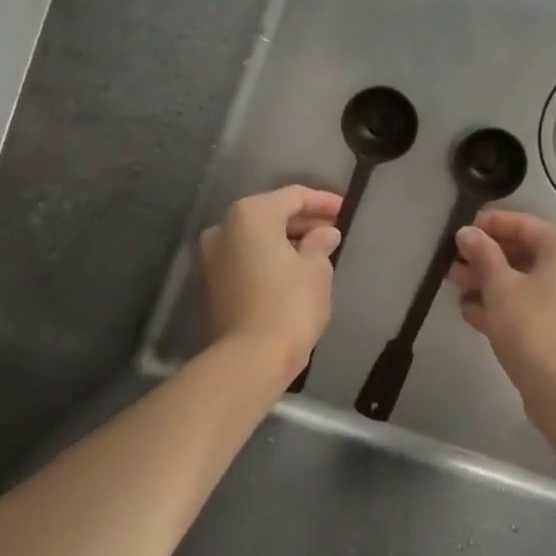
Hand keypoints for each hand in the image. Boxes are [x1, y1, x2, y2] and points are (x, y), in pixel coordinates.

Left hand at [200, 186, 342, 375]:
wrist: (249, 359)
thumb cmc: (290, 304)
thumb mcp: (317, 269)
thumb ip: (321, 242)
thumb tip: (324, 233)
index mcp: (251, 214)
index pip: (294, 196)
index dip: (323, 202)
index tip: (345, 211)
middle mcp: (223, 227)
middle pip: (270, 214)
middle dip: (303, 221)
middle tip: (332, 231)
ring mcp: (211, 256)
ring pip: (255, 237)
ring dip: (285, 240)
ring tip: (316, 251)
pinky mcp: (210, 282)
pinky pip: (245, 257)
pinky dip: (268, 257)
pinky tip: (293, 269)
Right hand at [449, 210, 555, 400]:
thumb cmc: (532, 326)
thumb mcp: (500, 286)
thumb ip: (483, 254)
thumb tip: (467, 232)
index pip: (524, 224)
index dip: (490, 224)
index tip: (461, 229)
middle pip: (523, 252)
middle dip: (485, 256)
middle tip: (452, 260)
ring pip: (523, 281)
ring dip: (488, 281)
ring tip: (453, 283)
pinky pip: (528, 305)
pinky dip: (502, 305)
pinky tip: (470, 311)